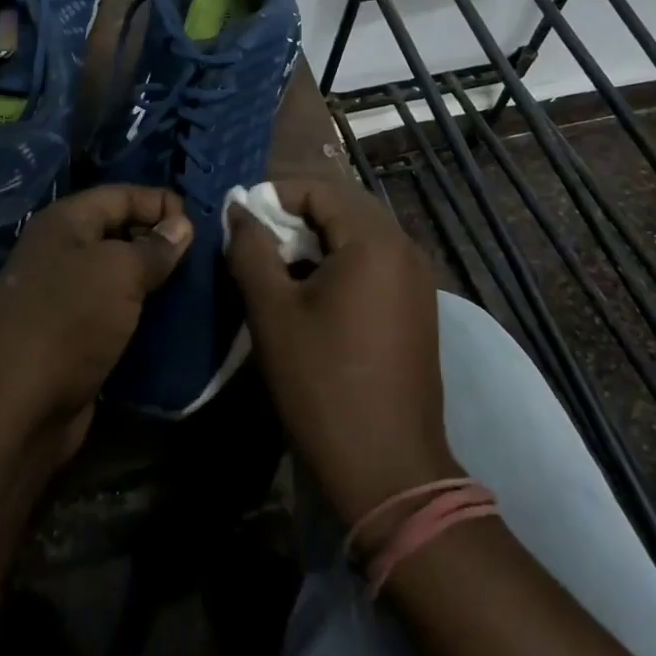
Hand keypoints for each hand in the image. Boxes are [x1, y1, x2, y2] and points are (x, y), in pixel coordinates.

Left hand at [0, 185, 191, 459]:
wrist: (17, 408)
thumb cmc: (69, 321)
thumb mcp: (119, 273)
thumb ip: (154, 247)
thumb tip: (182, 225)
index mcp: (65, 223)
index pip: (121, 194)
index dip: (160, 202)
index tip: (202, 223)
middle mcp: (60, 251)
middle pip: (119, 231)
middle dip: (160, 240)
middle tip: (205, 255)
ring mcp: (63, 295)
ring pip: (118, 274)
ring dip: (154, 279)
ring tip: (197, 285)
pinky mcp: (71, 334)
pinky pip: (114, 310)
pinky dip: (141, 312)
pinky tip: (173, 318)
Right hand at [227, 178, 460, 526]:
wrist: (387, 467)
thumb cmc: (322, 381)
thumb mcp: (272, 310)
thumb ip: (251, 249)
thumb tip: (239, 210)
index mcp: (374, 240)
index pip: (319, 188)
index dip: (274, 196)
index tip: (240, 220)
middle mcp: (404, 248)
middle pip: (342, 207)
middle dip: (294, 216)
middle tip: (256, 243)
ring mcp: (416, 279)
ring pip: (358, 236)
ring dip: (316, 240)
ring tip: (276, 268)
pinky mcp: (416, 307)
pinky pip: (374, 263)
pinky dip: (339, 263)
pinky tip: (311, 294)